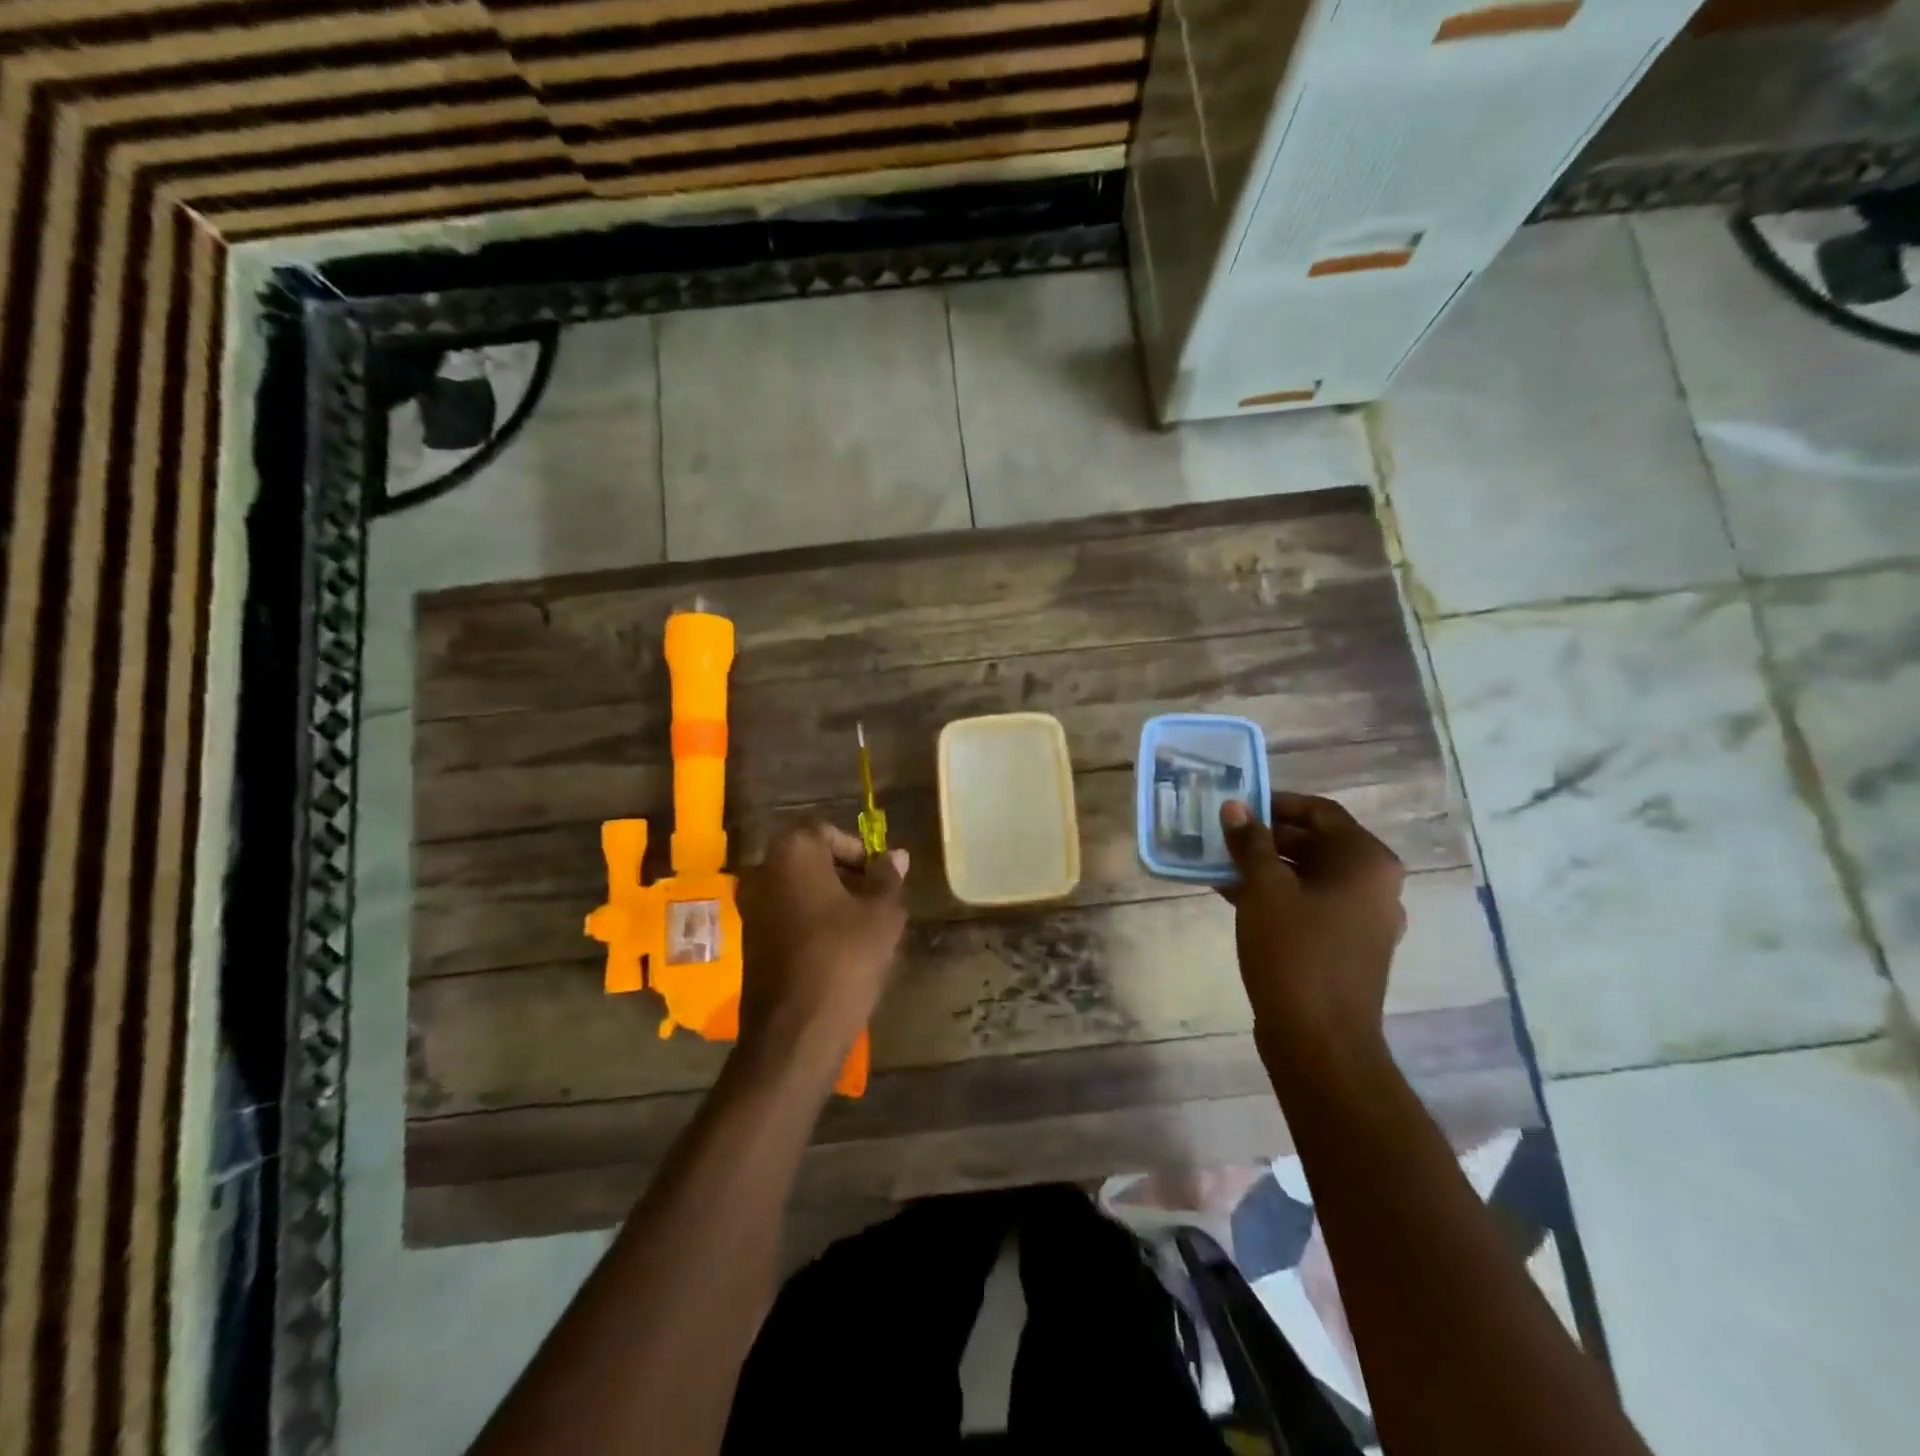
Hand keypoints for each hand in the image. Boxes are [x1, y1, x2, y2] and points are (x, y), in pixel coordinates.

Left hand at [735, 822, 909, 1076]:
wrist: (794, 1033)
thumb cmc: (844, 960)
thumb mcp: (882, 916)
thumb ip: (888, 878)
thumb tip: (896, 855)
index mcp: (793, 853)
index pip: (826, 831)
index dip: (858, 850)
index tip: (880, 875)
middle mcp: (764, 871)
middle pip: (809, 858)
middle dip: (845, 873)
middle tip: (876, 898)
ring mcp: (752, 907)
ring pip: (798, 888)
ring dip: (829, 898)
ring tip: (862, 925)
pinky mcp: (750, 940)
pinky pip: (786, 914)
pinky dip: (811, 920)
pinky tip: (837, 947)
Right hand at [1219, 793, 1405, 1075]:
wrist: (1320, 1040)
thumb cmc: (1295, 952)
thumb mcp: (1264, 889)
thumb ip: (1251, 843)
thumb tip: (1236, 806)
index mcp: (1366, 861)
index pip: (1320, 812)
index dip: (1277, 803)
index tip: (1238, 805)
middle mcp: (1375, 884)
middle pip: (1317, 842)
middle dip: (1268, 837)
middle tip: (1224, 836)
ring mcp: (1364, 918)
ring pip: (1311, 875)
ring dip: (1268, 867)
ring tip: (1222, 866)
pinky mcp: (1348, 945)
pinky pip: (1312, 904)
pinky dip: (1278, 895)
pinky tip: (1236, 898)